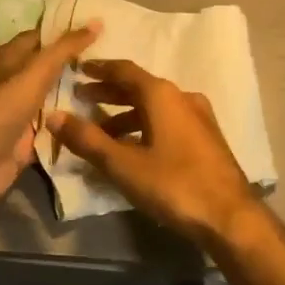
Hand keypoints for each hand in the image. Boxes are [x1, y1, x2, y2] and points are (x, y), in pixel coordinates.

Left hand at [0, 23, 101, 211]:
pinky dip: (71, 123)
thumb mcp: (38, 69)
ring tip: (113, 87)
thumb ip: (67, 47)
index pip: (42, 37)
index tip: (98, 31)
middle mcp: (13, 80)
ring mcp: (20, 110)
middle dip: (76, 64)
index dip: (66, 33)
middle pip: (49, 67)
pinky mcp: (27, 137)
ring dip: (76, 94)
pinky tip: (98, 118)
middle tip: (111, 59)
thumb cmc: (5, 105)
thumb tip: (96, 21)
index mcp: (9, 56)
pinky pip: (54, 125)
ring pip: (53, 97)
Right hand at [47, 59, 261, 248]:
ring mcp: (198, 116)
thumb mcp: (123, 164)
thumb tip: (55, 115)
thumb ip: (87, 139)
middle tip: (82, 98)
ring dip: (126, 114)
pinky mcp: (206, 138)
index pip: (124, 70)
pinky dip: (145, 126)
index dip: (100, 69)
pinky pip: (168, 121)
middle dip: (109, 92)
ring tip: (102, 131)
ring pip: (155, 107)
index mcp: (162, 94)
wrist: (230, 216)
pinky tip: (134, 148)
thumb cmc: (173, 184)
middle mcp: (182, 97)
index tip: (79, 69)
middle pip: (140, 87)